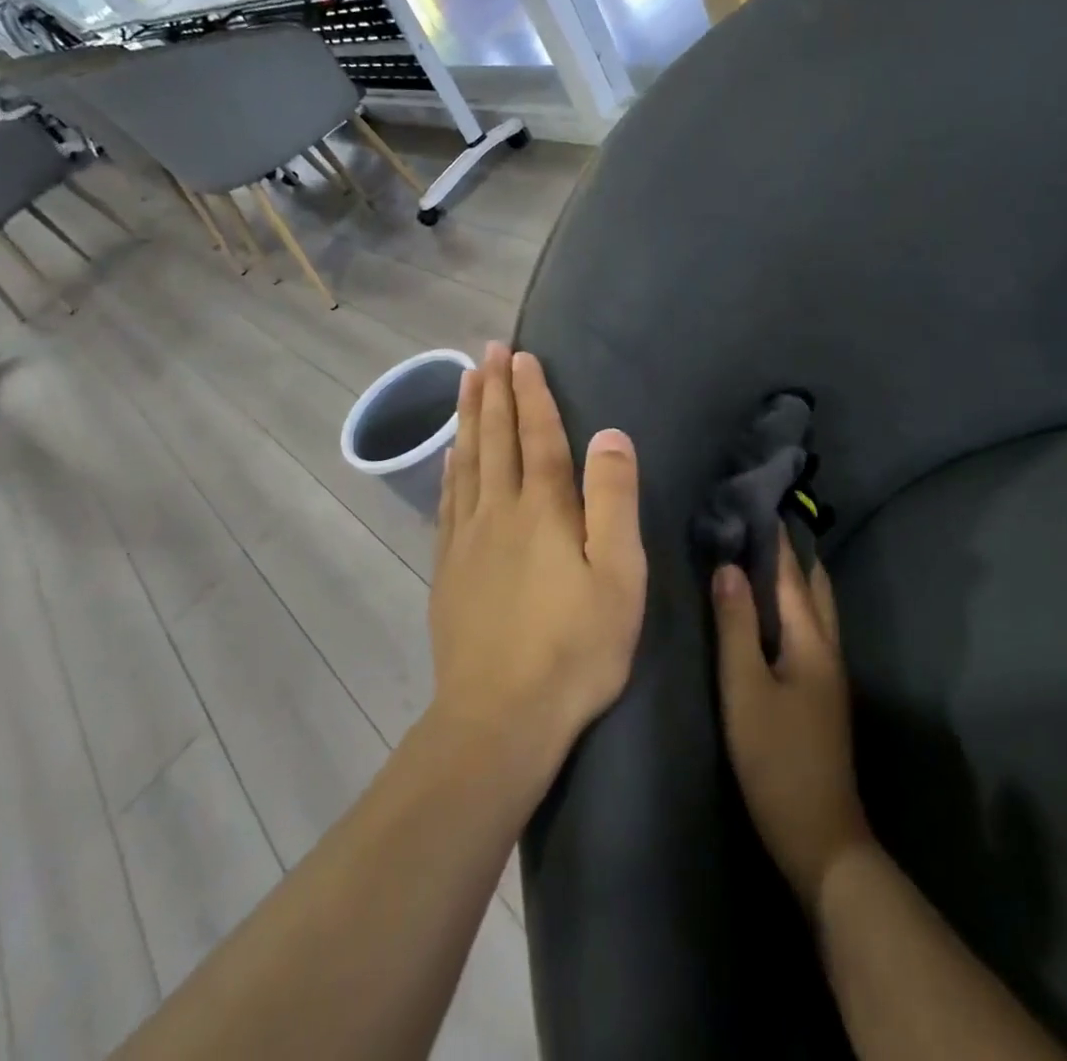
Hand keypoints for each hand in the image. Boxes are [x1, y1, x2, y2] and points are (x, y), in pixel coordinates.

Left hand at [430, 343, 646, 759]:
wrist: (501, 717)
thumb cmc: (574, 647)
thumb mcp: (618, 575)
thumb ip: (614, 501)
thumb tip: (611, 434)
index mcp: (543, 510)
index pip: (538, 436)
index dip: (532, 394)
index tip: (522, 356)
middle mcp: (499, 511)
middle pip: (495, 438)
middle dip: (493, 390)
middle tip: (488, 350)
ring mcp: (467, 539)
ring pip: (467, 462)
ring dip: (468, 417)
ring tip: (465, 381)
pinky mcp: (448, 568)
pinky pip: (448, 500)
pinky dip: (450, 466)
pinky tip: (449, 455)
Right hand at [713, 534, 872, 912]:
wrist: (820, 835)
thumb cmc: (775, 757)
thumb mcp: (745, 688)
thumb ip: (735, 625)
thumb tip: (729, 566)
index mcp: (811, 639)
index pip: (791, 572)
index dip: (775, 536)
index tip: (755, 499)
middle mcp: (827, 645)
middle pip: (813, 584)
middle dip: (790, 550)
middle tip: (755, 520)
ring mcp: (829, 670)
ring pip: (814, 606)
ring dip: (792, 575)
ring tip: (758, 552)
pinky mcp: (821, 690)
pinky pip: (808, 626)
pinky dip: (791, 602)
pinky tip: (769, 608)